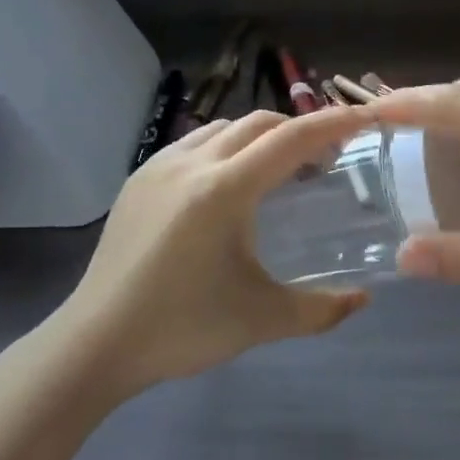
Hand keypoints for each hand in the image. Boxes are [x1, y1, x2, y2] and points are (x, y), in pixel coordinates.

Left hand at [49, 106, 376, 396]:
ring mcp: (159, 166)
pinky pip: (192, 143)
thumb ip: (320, 309)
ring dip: (258, 135)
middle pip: (258, 123)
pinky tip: (225, 183)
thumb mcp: (261, 320)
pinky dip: (223, 146)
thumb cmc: (183, 327)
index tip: (363, 117)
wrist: (96, 342)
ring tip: (276, 168)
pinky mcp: (138, 178)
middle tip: (323, 158)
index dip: (332, 123)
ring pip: (222, 128)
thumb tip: (363, 300)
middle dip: (297, 129)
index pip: (291, 139)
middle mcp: (193, 163)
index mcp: (225, 190)